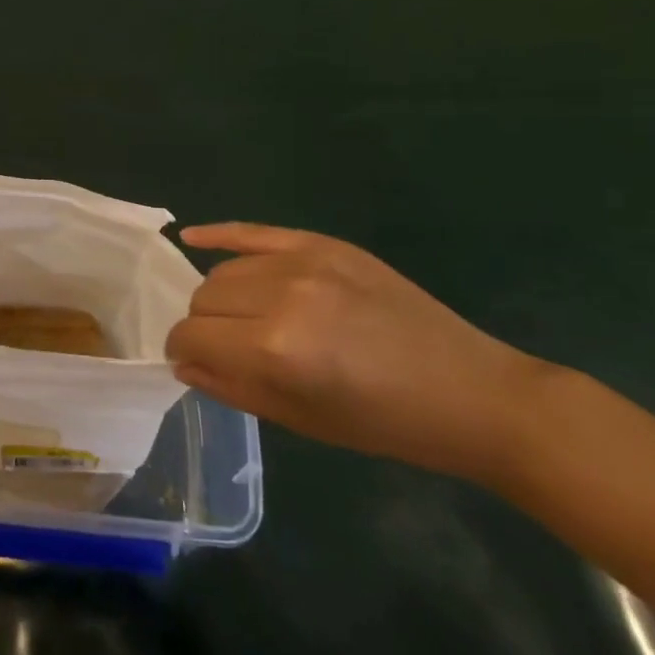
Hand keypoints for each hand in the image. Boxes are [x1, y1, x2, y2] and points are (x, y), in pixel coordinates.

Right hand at [166, 223, 553, 484]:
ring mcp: (304, 262)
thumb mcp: (300, 420)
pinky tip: (193, 236)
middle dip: (204, 326)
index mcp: (275, 349)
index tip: (192, 362)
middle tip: (228, 347)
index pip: (192, 336)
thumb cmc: (384, 422)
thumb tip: (183, 363)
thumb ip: (230, 387)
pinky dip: (219, 234)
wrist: (471, 392)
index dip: (183, 352)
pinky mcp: (324, 243)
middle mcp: (282, 296)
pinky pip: (253, 231)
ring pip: (224, 270)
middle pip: (204, 298)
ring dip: (221, 296)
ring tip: (246, 317)